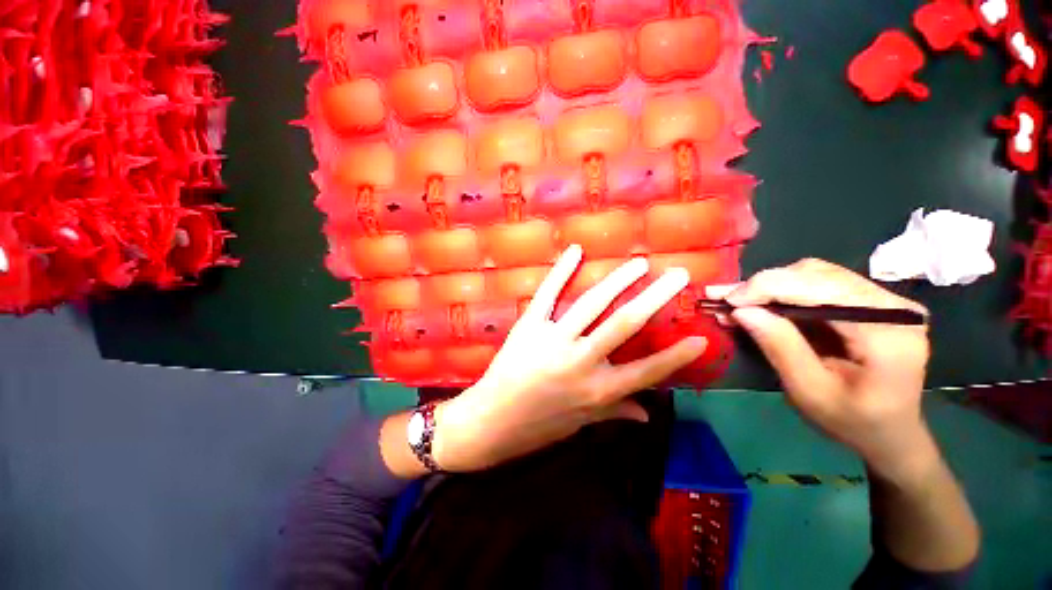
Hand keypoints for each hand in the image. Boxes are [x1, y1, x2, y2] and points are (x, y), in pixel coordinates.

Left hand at [431, 245, 706, 471]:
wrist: (491, 421)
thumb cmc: (539, 426)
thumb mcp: (581, 422)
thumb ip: (615, 412)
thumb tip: (648, 414)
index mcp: (598, 390)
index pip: (648, 371)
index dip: (677, 356)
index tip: (700, 338)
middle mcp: (582, 362)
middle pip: (625, 325)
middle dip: (655, 298)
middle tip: (677, 275)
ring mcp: (554, 341)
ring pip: (592, 305)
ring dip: (618, 281)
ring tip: (638, 264)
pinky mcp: (529, 326)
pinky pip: (548, 294)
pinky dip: (561, 271)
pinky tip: (575, 251)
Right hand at [707, 259, 933, 480]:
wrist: (889, 432)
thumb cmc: (852, 421)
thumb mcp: (810, 392)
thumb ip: (780, 347)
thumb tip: (741, 311)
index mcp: (888, 333)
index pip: (822, 290)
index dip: (769, 288)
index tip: (726, 301)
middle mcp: (892, 305)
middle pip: (817, 275)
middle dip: (764, 285)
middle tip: (723, 299)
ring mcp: (883, 299)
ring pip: (814, 273)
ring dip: (770, 285)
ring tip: (735, 300)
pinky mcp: (869, 300)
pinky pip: (818, 282)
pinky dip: (782, 290)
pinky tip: (757, 301)